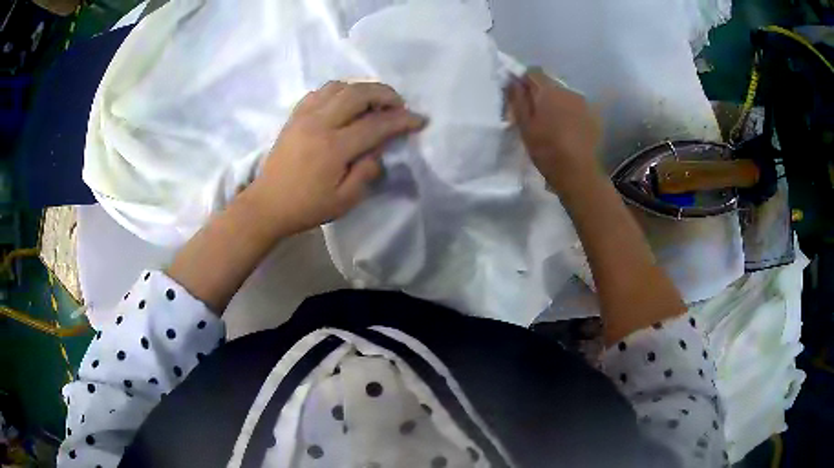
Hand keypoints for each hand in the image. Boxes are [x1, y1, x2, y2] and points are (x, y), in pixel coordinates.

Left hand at [246, 81, 425, 237]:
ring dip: (362, 89)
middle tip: (398, 105)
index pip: (376, 124)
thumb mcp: (344, 201)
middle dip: (385, 94)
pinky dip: (339, 91)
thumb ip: (366, 172)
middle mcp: (319, 124)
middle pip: (358, 93)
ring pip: (339, 87)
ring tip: (373, 103)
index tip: (419, 120)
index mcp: (333, 148)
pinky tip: (345, 103)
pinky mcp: (295, 116)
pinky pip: (320, 92)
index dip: (402, 120)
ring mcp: (304, 116)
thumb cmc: (306, 207)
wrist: (267, 205)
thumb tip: (378, 150)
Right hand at [508, 69, 601, 192]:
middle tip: (533, 113)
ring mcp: (583, 102)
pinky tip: (567, 130)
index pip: (533, 72)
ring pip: (563, 95)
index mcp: (549, 90)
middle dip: (540, 93)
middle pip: (550, 83)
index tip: (518, 94)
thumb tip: (512, 80)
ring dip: (555, 103)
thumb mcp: (525, 126)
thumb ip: (517, 99)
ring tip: (551, 124)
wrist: (579, 172)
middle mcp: (568, 90)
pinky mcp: (593, 116)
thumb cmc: (547, 149)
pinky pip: (576, 107)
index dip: (524, 80)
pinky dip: (569, 113)